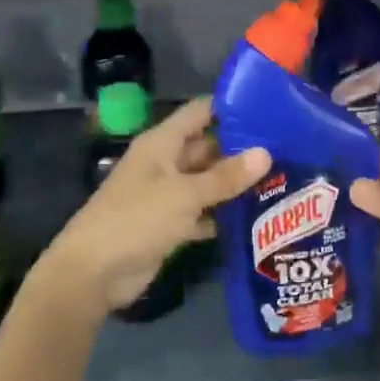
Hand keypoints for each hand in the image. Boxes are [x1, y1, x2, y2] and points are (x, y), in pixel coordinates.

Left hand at [47, 96, 269, 313]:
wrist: (93, 272)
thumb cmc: (137, 219)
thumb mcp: (185, 194)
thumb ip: (225, 176)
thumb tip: (265, 153)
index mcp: (162, 144)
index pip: (199, 113)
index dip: (230, 108)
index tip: (269, 109)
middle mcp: (164, 163)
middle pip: (207, 148)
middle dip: (241, 151)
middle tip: (286, 151)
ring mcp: (165, 195)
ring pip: (206, 183)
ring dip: (234, 185)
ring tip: (281, 181)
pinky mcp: (169, 225)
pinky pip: (201, 213)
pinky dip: (222, 215)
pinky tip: (256, 218)